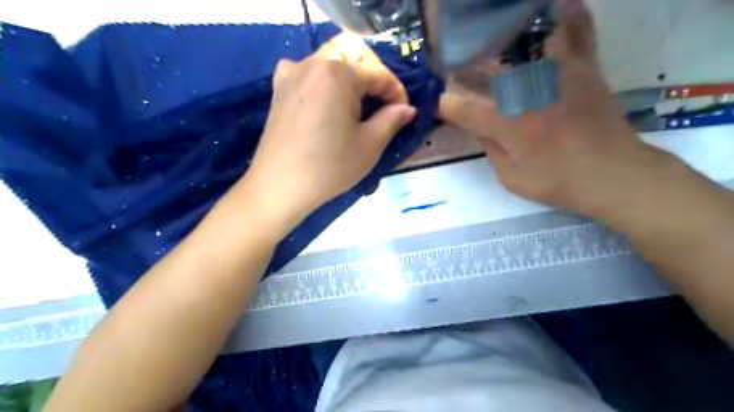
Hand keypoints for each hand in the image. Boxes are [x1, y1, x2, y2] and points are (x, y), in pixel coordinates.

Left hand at [241, 34, 411, 232]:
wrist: (280, 187)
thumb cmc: (329, 167)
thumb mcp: (369, 145)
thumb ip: (392, 120)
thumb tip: (407, 109)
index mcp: (338, 74)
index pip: (378, 74)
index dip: (398, 93)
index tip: (405, 113)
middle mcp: (312, 63)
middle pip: (353, 54)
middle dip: (374, 75)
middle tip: (384, 102)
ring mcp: (291, 74)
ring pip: (329, 60)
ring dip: (350, 75)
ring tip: (358, 102)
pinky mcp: (279, 89)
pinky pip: (306, 72)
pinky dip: (323, 79)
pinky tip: (326, 99)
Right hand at [441, 0, 659, 218]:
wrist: (615, 173)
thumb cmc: (558, 182)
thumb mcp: (511, 178)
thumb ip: (490, 148)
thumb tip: (476, 126)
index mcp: (507, 124)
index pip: (462, 107)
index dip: (446, 105)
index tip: (441, 106)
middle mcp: (528, 91)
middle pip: (486, 69)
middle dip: (465, 70)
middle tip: (457, 73)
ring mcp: (558, 74)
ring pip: (525, 42)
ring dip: (503, 39)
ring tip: (492, 38)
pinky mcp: (584, 67)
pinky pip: (576, 31)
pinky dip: (567, 16)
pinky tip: (557, 7)